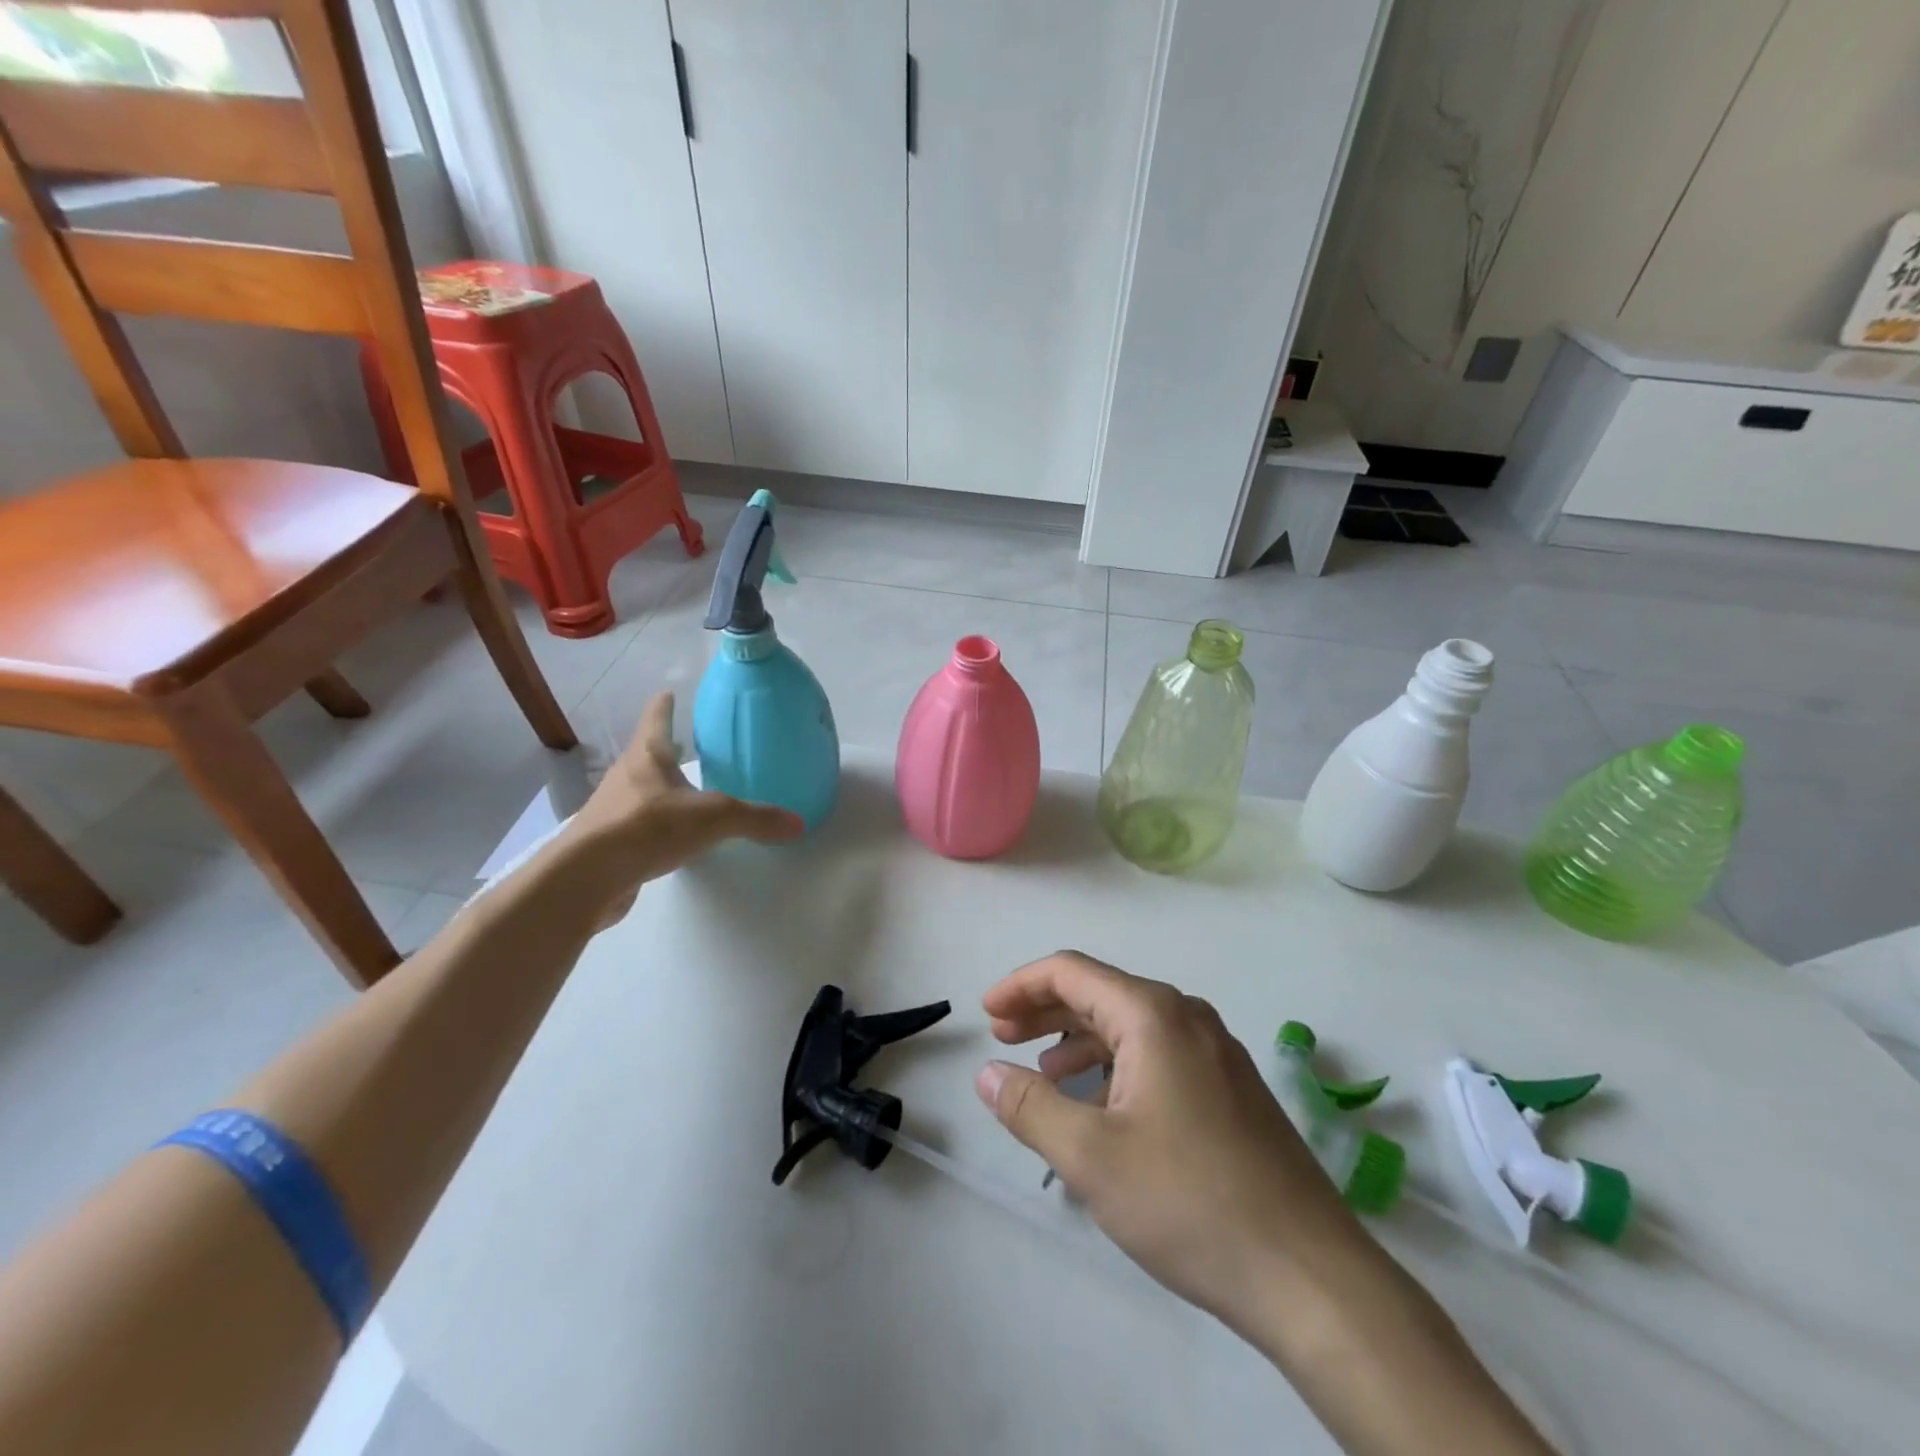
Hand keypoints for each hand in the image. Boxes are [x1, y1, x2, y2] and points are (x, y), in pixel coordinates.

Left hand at [563, 692, 803, 919]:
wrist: (586, 877)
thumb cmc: (648, 827)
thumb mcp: (714, 818)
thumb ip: (757, 819)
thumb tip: (799, 823)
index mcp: (648, 756)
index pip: (657, 718)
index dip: (665, 705)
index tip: (669, 691)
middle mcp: (626, 776)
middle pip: (647, 754)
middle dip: (666, 749)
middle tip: (688, 745)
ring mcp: (612, 809)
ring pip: (641, 790)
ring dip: (660, 788)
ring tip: (686, 792)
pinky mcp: (608, 842)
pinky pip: (637, 824)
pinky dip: (654, 824)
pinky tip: (671, 837)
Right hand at [976, 951, 1366, 1331]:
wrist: (1310, 1275)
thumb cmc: (1189, 1202)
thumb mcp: (1091, 1157)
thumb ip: (1030, 1106)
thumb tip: (986, 1073)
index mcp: (1153, 1014)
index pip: (1070, 972)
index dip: (1020, 985)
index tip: (984, 1012)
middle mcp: (1186, 1017)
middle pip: (1100, 993)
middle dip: (1044, 1010)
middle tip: (1001, 1037)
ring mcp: (1215, 1051)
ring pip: (1129, 1026)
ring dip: (1078, 1040)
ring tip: (1043, 1073)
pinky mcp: (1229, 1086)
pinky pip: (1157, 1054)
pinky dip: (1115, 1065)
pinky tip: (1100, 1104)